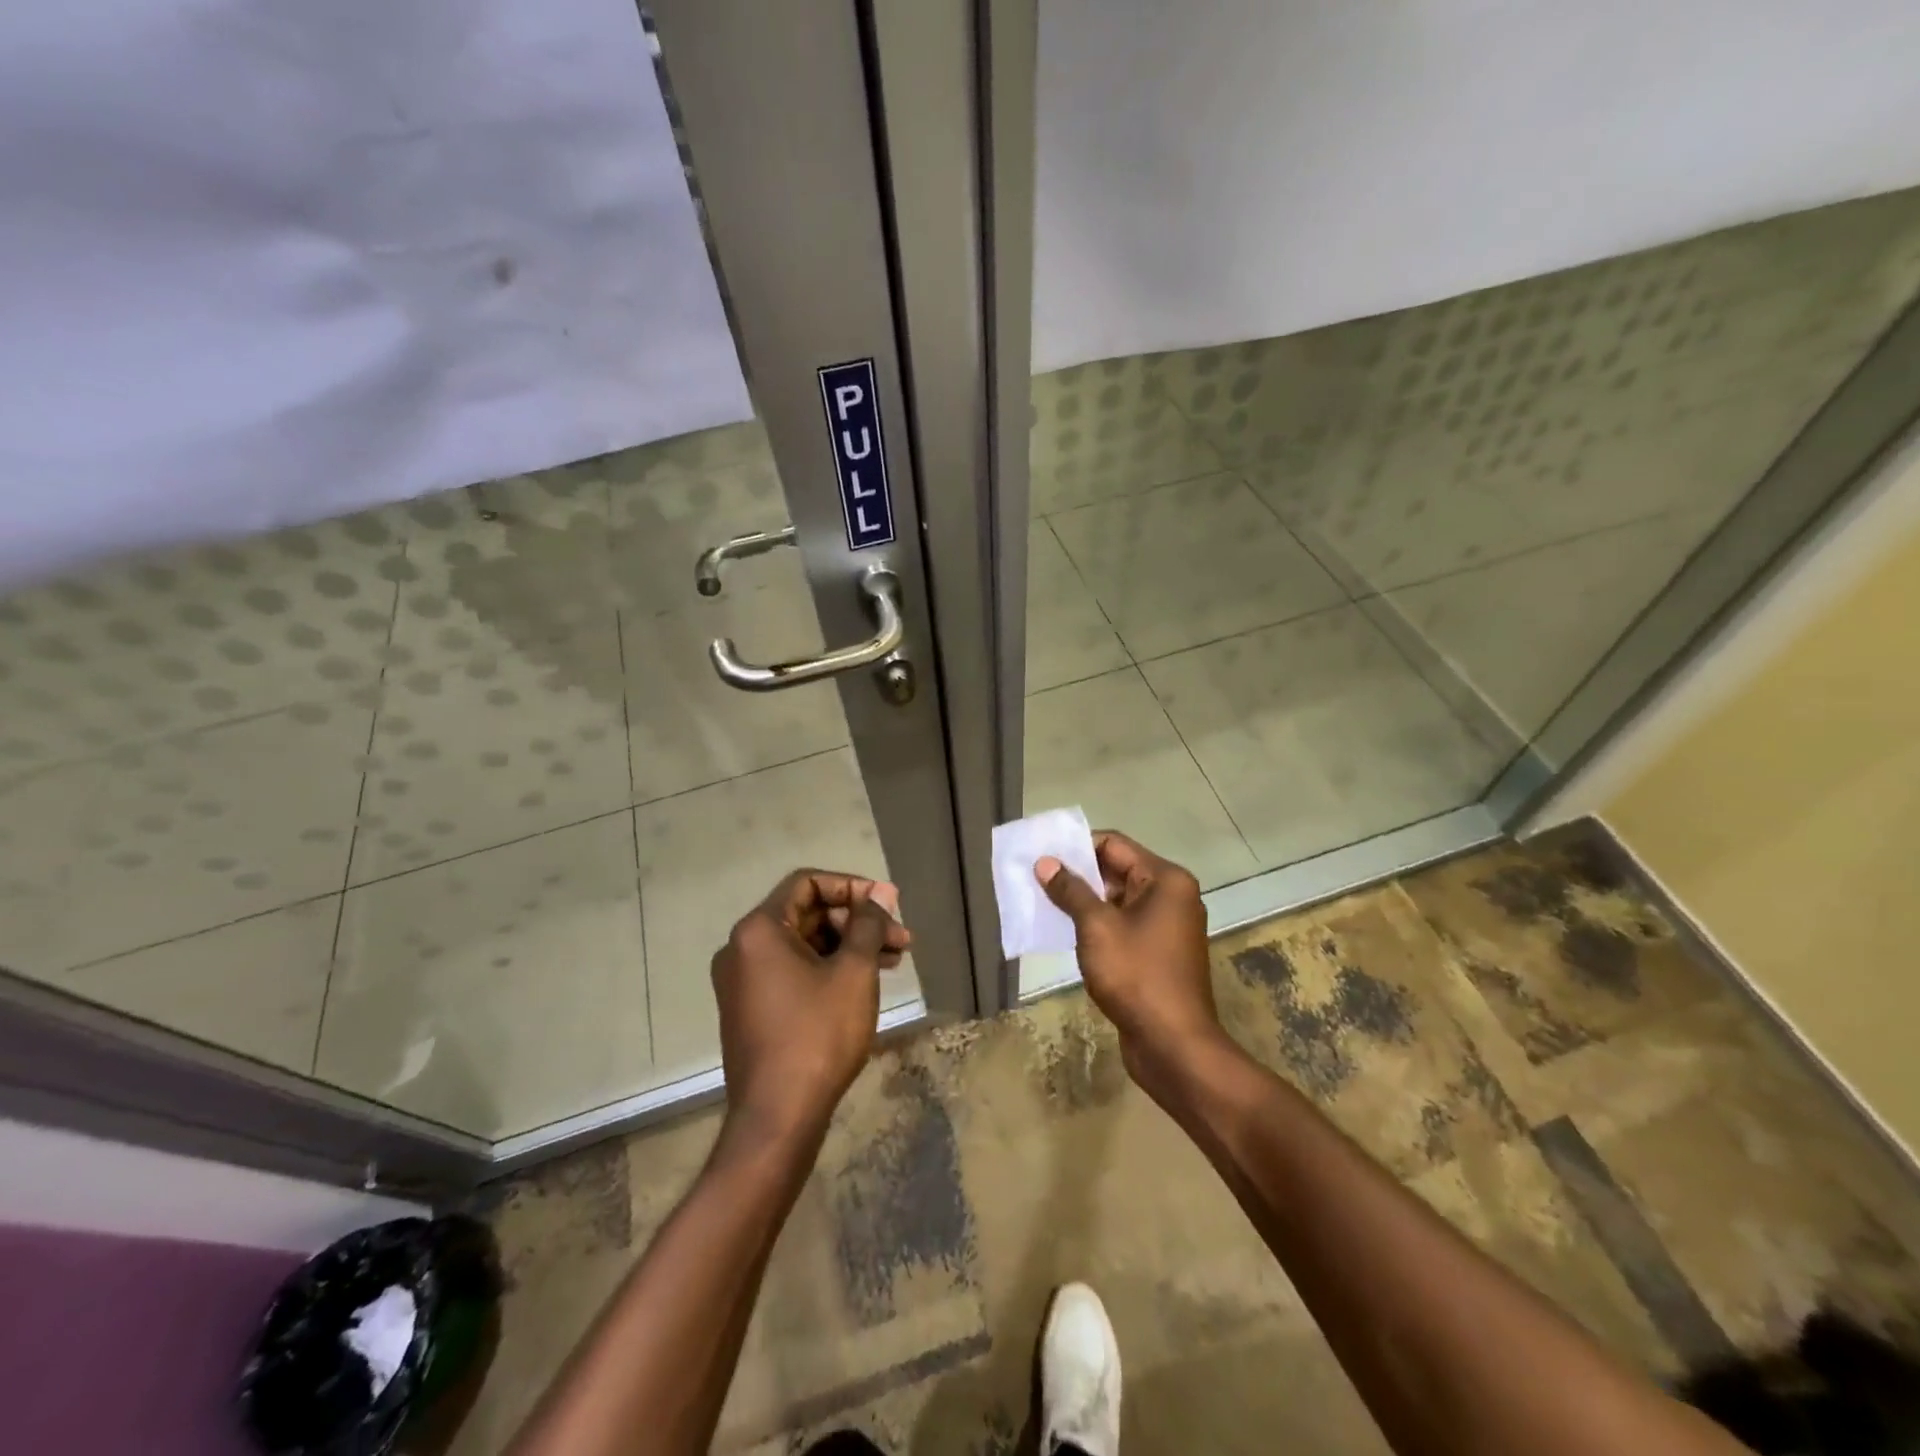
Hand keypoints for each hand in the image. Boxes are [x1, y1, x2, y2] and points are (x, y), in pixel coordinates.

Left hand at [711, 870, 910, 1145]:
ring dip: (848, 945)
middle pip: (807, 913)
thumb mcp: (853, 972)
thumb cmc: (818, 1035)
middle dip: (857, 921)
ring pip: (804, 944)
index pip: (808, 883)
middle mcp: (742, 948)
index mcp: (760, 930)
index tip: (888, 904)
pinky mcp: (751, 1008)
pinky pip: (793, 970)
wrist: (777, 1117)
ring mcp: (743, 981)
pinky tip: (864, 981)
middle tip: (899, 938)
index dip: (852, 887)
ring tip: (894, 959)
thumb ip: (868, 924)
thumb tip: (880, 893)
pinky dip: (828, 968)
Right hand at [1035, 832, 1229, 1096]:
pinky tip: (1067, 932)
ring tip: (1044, 903)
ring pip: (1118, 900)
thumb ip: (1070, 890)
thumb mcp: (1096, 927)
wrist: (1173, 1044)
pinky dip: (1098, 925)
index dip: (1077, 846)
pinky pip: (1124, 925)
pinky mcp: (1159, 953)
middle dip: (1078, 874)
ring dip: (1085, 901)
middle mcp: (1172, 896)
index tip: (1043, 856)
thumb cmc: (1136, 975)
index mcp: (1166, 879)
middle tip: (1037, 879)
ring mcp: (1168, 926)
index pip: (1114, 844)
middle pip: (1117, 870)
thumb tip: (1046, 863)